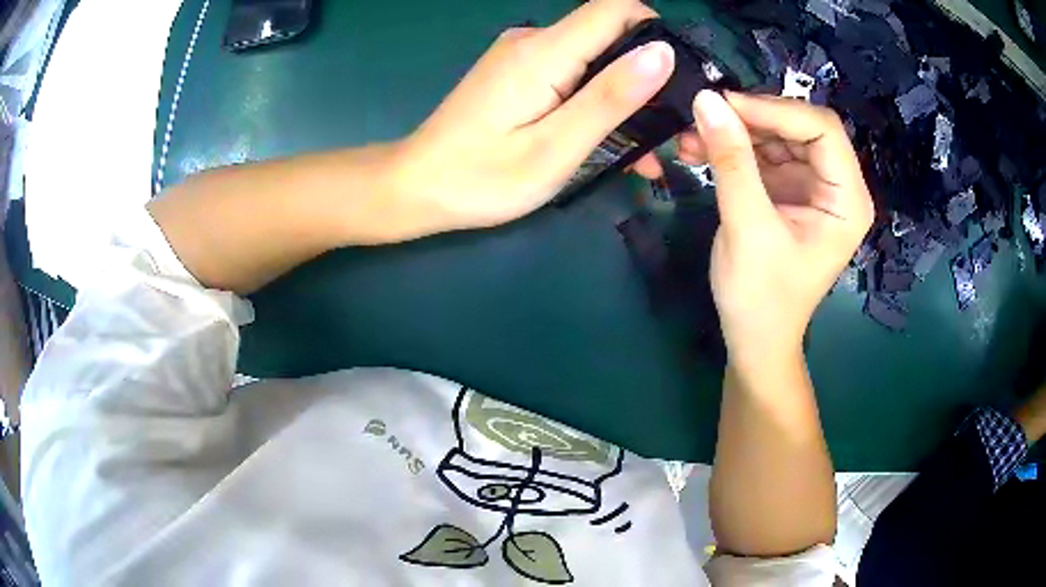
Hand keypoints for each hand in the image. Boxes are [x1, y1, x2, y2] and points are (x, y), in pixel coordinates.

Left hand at [389, 0, 674, 232]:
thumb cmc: (481, 178)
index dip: (657, 30)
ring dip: (626, 95)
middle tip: (674, 129)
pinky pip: (570, 74)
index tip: (682, 75)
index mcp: (545, 52)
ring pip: (594, 57)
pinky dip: (596, 100)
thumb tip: (661, 53)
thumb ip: (609, 97)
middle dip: (649, 73)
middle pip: (610, 33)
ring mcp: (523, 56)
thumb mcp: (555, 147)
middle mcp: (534, 41)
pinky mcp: (517, 73)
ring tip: (650, 152)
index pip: (616, 8)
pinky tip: (610, 141)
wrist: (416, 187)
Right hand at [685, 91, 873, 366]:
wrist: (754, 339)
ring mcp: (811, 186)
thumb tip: (706, 99)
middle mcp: (836, 186)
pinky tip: (698, 148)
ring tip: (690, 134)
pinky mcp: (788, 190)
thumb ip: (731, 162)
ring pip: (776, 135)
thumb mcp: (747, 228)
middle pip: (799, 126)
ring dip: (735, 131)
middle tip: (703, 115)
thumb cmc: (762, 298)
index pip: (822, 129)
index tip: (724, 104)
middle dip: (751, 118)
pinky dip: (731, 147)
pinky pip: (762, 153)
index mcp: (847, 199)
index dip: (776, 110)